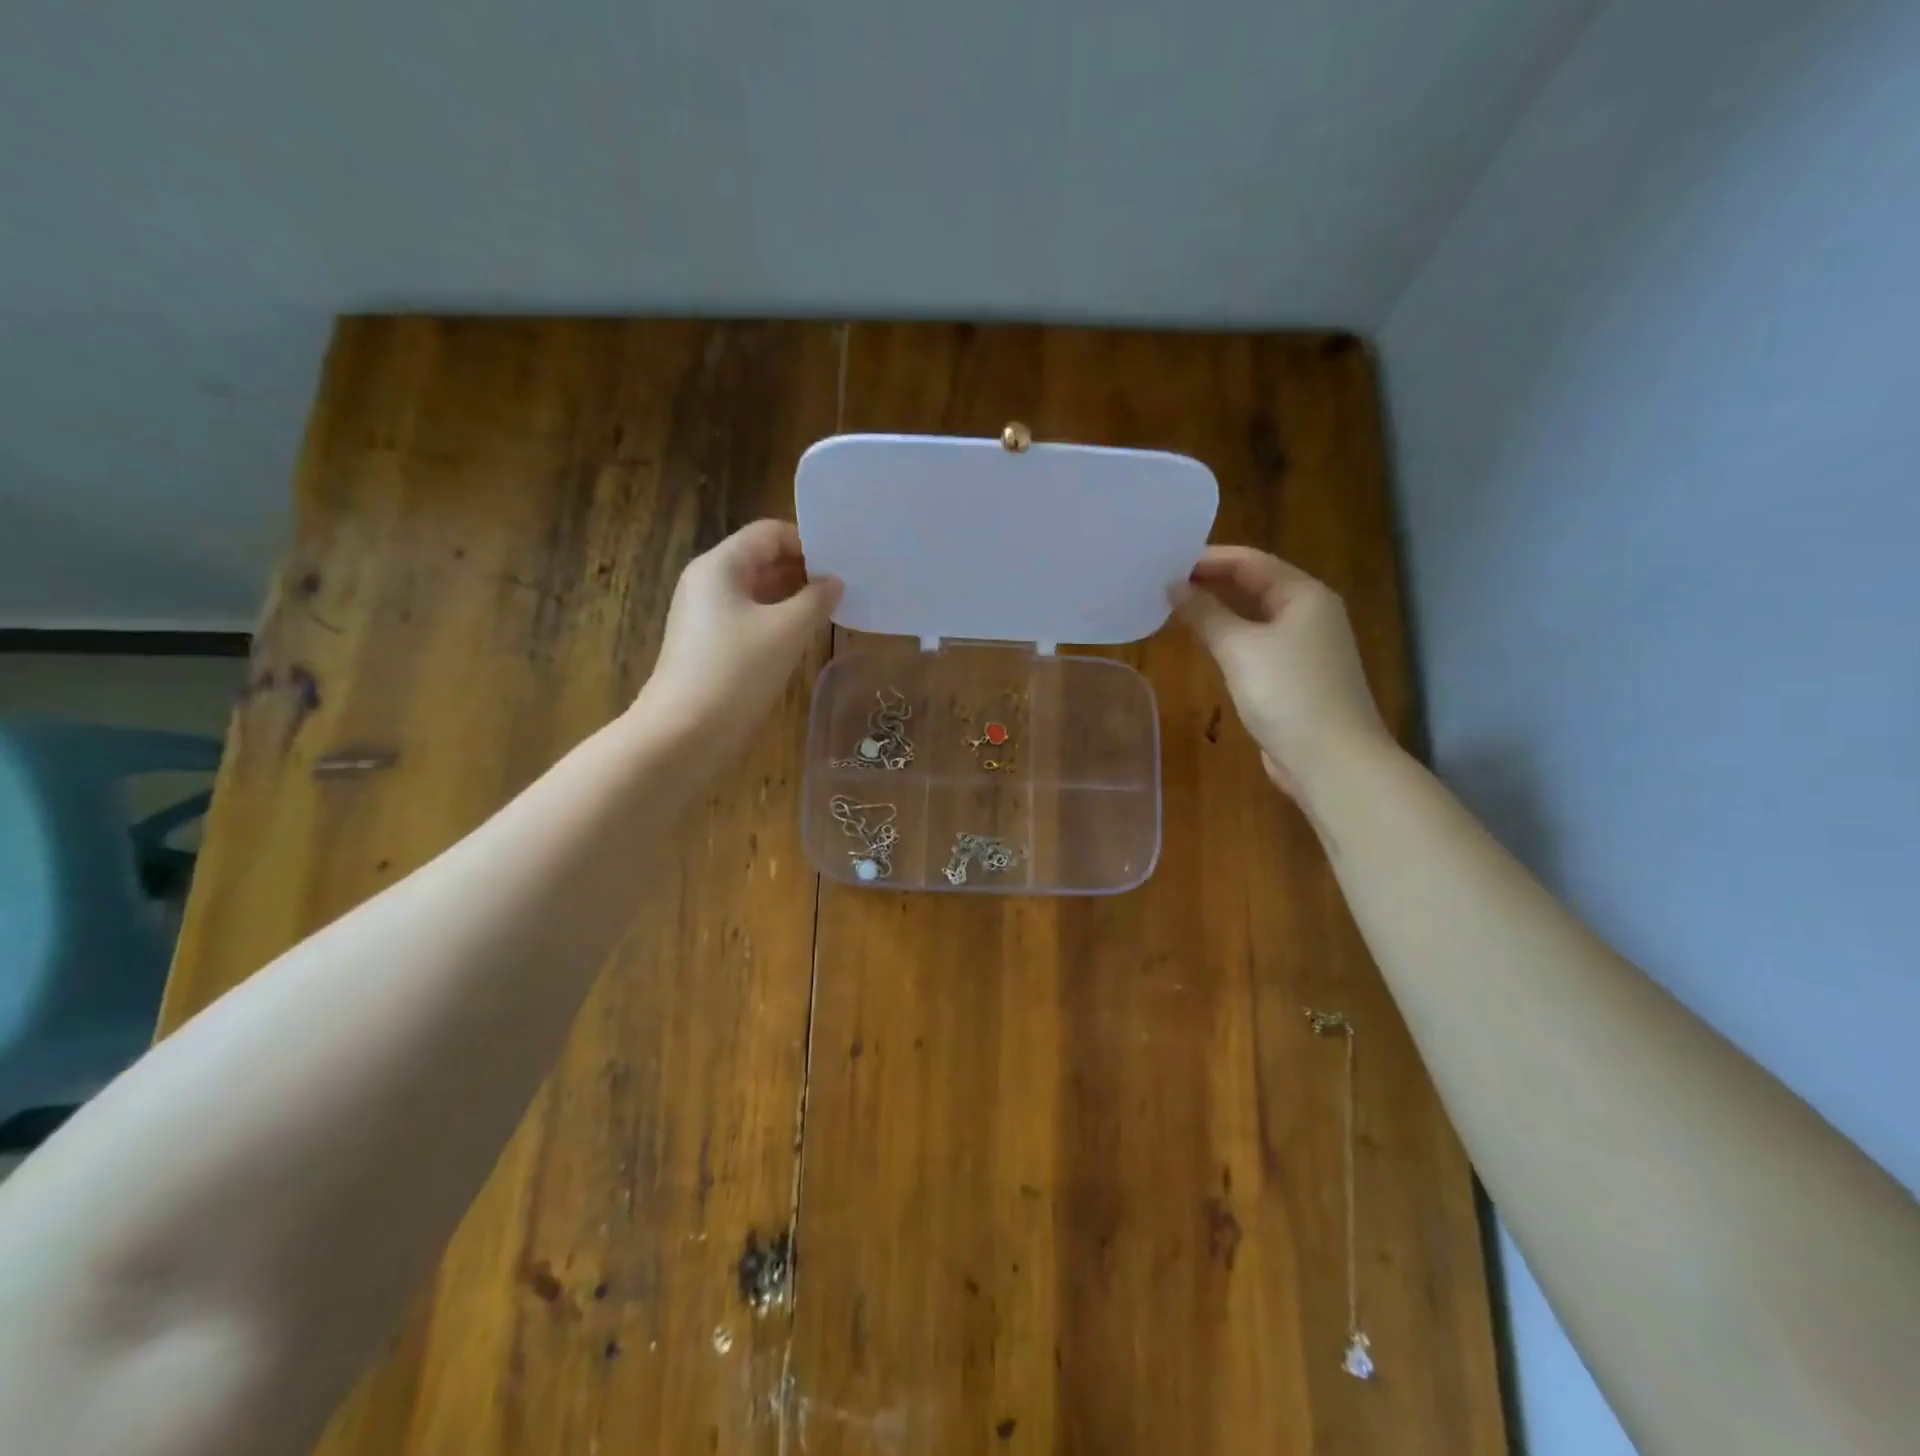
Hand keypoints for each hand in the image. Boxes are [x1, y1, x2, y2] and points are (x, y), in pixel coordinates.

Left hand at [639, 520, 841, 748]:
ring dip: (794, 597)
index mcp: (720, 566)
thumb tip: (833, 583)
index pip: (769, 533)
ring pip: (758, 591)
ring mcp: (707, 615)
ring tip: (833, 609)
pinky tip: (805, 635)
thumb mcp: (787, 631)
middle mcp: (709, 582)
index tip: (844, 563)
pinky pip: (751, 618)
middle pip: (762, 559)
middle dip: (804, 570)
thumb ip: (816, 599)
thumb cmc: (737, 671)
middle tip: (847, 586)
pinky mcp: (711, 645)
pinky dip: (779, 620)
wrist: (685, 732)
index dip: (808, 542)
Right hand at [1177, 546, 1389, 793]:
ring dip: (1216, 610)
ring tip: (1172, 608)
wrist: (1331, 760)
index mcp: (1303, 595)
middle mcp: (1308, 613)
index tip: (1164, 564)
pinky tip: (1201, 642)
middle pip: (1253, 585)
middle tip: (1161, 585)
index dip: (1206, 559)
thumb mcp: (1240, 648)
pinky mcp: (1293, 676)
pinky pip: (1255, 644)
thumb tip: (1173, 587)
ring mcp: (1302, 647)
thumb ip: (1205, 614)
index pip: (1249, 561)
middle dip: (1209, 583)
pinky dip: (1227, 637)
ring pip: (1253, 616)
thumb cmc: (1287, 693)